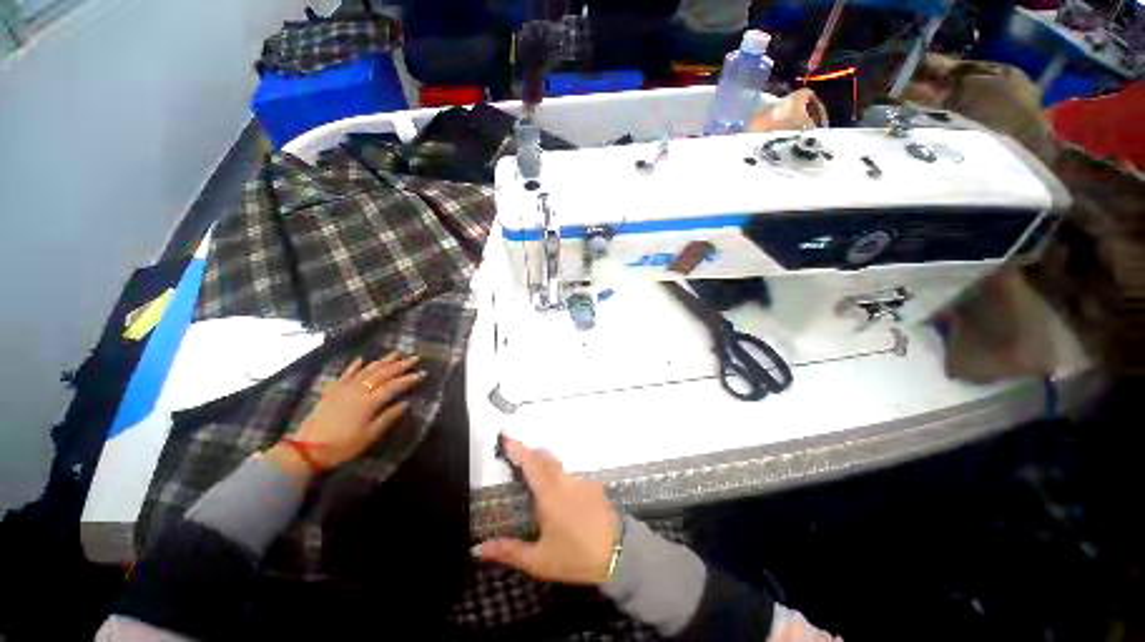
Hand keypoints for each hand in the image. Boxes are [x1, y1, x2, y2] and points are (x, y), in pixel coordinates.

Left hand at [274, 352, 424, 472]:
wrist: (306, 450)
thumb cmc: (342, 446)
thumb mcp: (369, 436)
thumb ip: (388, 418)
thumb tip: (406, 404)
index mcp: (370, 402)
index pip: (394, 386)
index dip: (409, 379)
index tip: (423, 373)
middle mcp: (358, 390)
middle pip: (383, 374)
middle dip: (400, 365)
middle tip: (414, 357)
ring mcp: (344, 389)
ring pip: (367, 370)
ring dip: (382, 361)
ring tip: (395, 353)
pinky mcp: (332, 391)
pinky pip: (345, 374)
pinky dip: (354, 366)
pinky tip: (361, 359)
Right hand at [477, 437, 618, 584]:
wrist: (618, 554)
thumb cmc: (575, 557)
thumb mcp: (539, 560)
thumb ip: (509, 551)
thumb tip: (478, 548)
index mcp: (550, 494)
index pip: (531, 463)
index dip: (518, 449)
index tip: (507, 436)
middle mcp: (566, 481)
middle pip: (546, 458)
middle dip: (531, 454)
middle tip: (518, 456)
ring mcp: (582, 482)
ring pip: (560, 466)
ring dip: (546, 465)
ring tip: (536, 477)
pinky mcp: (594, 487)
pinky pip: (572, 476)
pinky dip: (560, 477)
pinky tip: (561, 496)